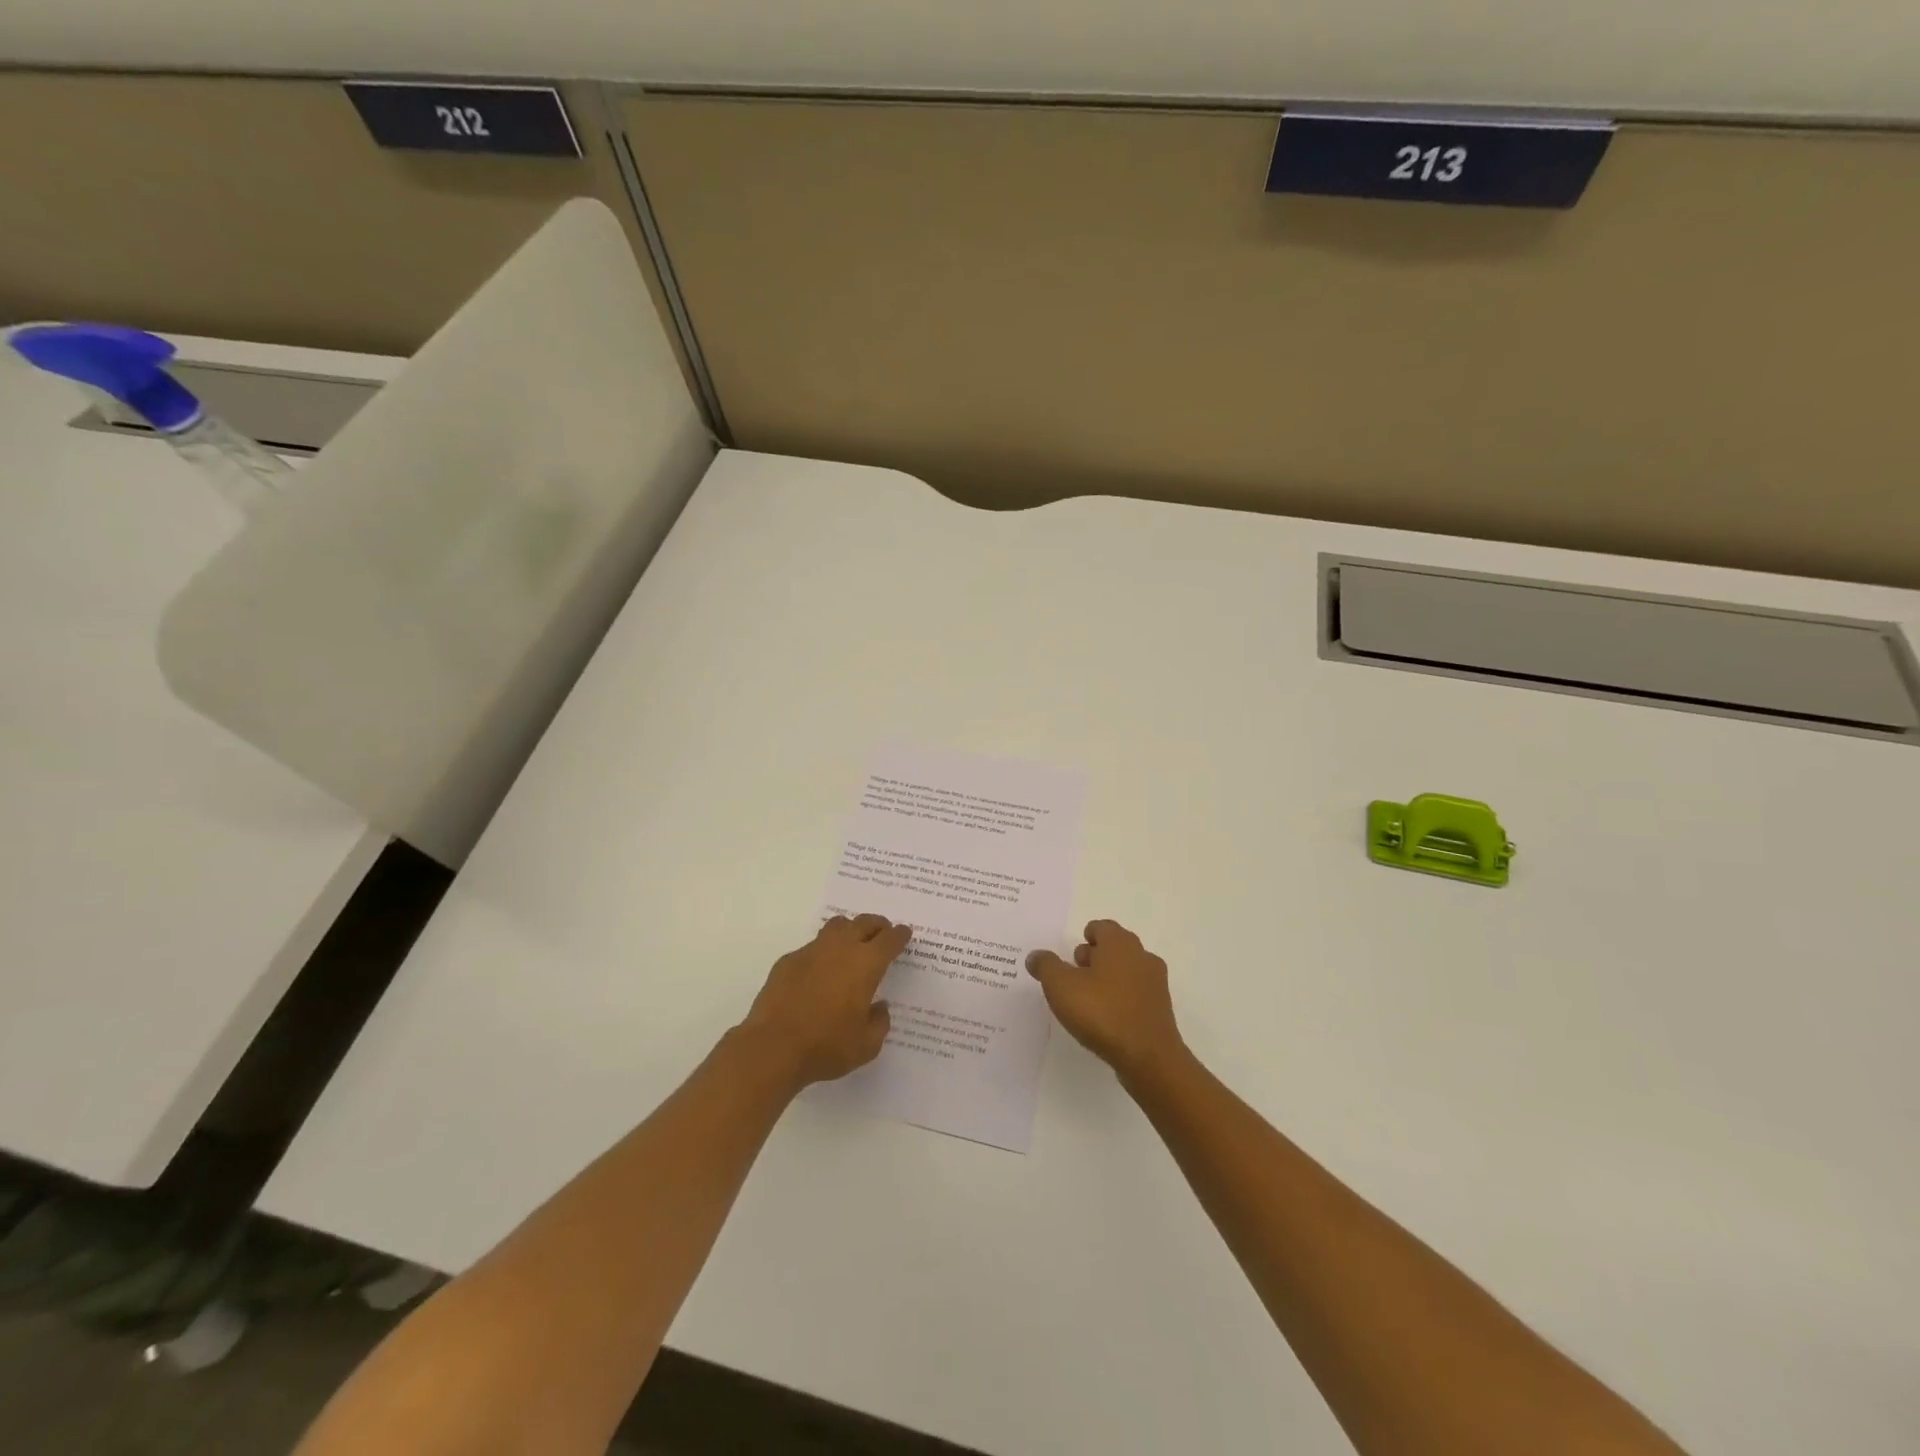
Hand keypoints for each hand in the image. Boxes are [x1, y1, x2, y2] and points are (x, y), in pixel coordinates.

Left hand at [738, 914, 908, 1087]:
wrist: (773, 1047)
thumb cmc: (827, 1046)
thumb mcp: (866, 1045)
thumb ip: (879, 1022)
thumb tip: (879, 1007)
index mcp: (866, 964)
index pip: (889, 939)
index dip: (899, 935)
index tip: (904, 933)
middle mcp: (840, 948)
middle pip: (864, 922)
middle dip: (877, 925)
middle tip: (882, 932)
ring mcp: (812, 951)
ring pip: (836, 927)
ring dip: (849, 930)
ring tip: (852, 943)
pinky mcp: (788, 960)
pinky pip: (812, 947)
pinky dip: (822, 953)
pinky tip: (819, 971)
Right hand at [1027, 919, 1186, 1082]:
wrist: (1148, 1057)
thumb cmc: (1102, 1012)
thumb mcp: (1060, 986)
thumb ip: (1045, 966)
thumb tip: (1035, 956)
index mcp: (1120, 943)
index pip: (1102, 927)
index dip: (1085, 937)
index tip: (1071, 957)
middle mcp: (1142, 956)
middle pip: (1115, 947)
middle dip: (1094, 958)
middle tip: (1075, 977)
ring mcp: (1155, 983)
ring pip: (1127, 971)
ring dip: (1108, 979)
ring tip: (1088, 1001)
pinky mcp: (1161, 1009)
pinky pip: (1136, 994)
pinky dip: (1121, 999)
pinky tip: (1107, 1019)